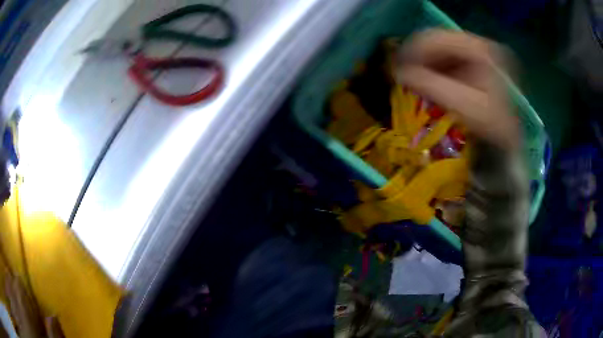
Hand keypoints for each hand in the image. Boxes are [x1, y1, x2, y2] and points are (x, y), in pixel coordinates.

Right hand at [396, 29, 518, 150]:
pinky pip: (445, 58)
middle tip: (402, 75)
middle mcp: (479, 44)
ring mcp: (477, 52)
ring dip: (422, 63)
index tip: (397, 70)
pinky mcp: (473, 61)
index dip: (413, 51)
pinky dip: (432, 68)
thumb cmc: (492, 128)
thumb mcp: (465, 107)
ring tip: (413, 80)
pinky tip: (427, 81)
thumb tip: (399, 72)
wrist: (507, 141)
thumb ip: (432, 86)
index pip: (437, 38)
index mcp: (482, 49)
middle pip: (437, 40)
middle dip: (416, 57)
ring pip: (439, 48)